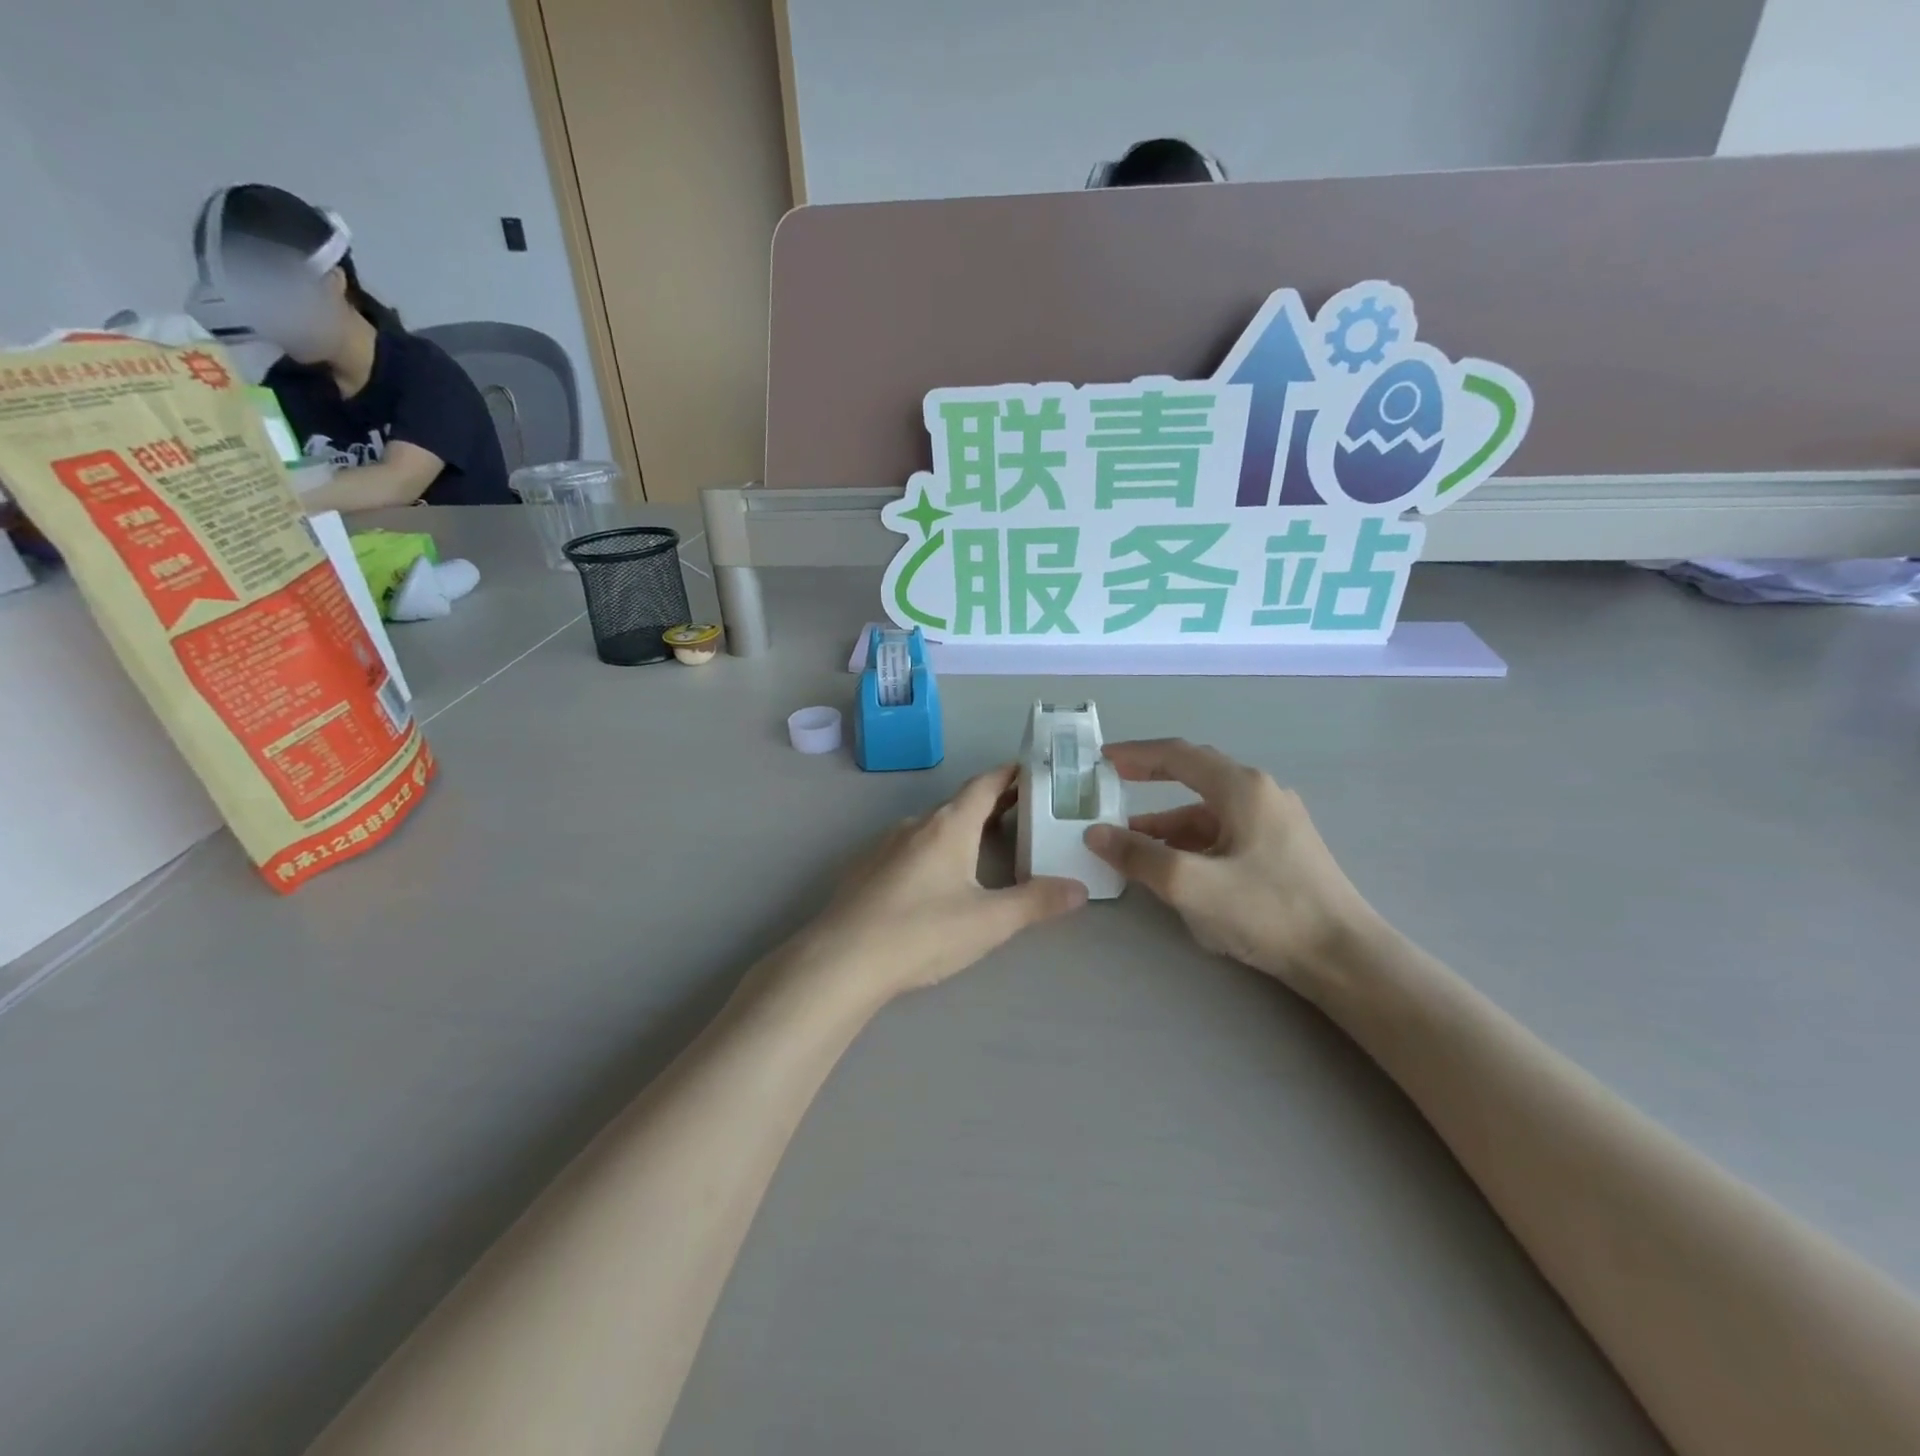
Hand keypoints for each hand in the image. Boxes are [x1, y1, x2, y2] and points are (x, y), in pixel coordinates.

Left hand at [781, 765, 1087, 1006]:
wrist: (842, 960)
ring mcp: (885, 845)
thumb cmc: (922, 932)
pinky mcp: (866, 869)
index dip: (1009, 774)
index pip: (984, 785)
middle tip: (1024, 810)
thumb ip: (1036, 903)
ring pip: (933, 827)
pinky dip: (934, 849)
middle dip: (992, 804)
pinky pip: (910, 847)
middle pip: (960, 804)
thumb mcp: (989, 922)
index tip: (1032, 770)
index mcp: (948, 826)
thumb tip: (1079, 889)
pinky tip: (937, 879)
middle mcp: (916, 825)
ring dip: (962, 828)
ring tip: (987, 845)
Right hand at [1084, 740, 1380, 1000]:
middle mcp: (1260, 794)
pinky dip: (1191, 844)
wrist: (1343, 958)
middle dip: (1150, 782)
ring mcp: (1274, 822)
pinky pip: (1223, 834)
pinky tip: (1174, 869)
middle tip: (1112, 787)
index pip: (1178, 755)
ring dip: (1167, 824)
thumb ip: (1138, 855)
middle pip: (1194, 777)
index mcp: (1241, 788)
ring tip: (1131, 845)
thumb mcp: (1190, 884)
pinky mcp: (1280, 850)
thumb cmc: (1267, 910)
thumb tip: (1095, 833)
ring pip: (1208, 812)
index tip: (1102, 759)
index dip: (1136, 754)